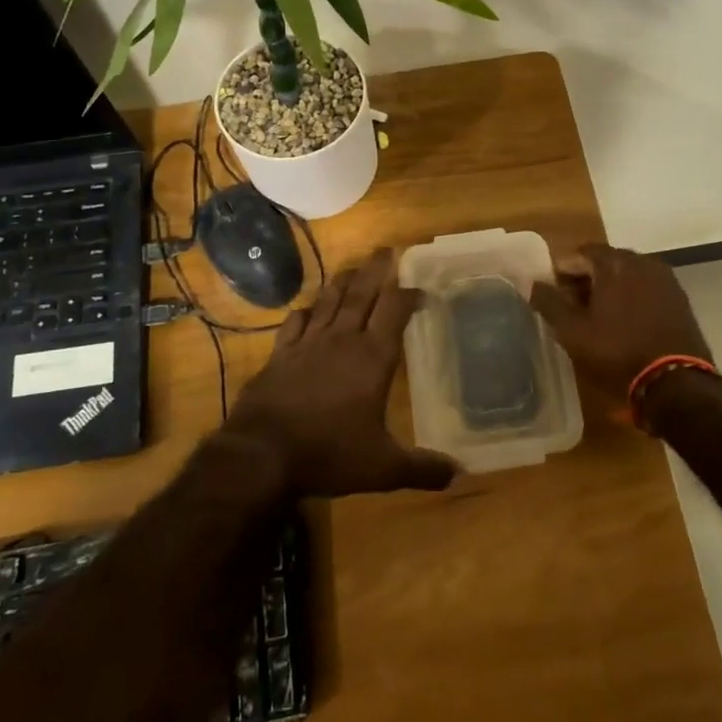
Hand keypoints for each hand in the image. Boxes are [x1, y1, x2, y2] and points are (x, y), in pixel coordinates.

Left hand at [229, 249, 457, 497]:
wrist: (261, 454)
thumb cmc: (329, 453)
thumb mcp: (383, 468)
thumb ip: (422, 468)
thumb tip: (460, 473)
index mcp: (373, 358)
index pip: (395, 311)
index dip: (409, 294)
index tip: (421, 287)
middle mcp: (342, 340)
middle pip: (363, 293)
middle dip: (377, 269)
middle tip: (387, 248)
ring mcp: (307, 344)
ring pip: (329, 301)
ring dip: (343, 281)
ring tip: (353, 267)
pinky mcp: (280, 354)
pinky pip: (295, 323)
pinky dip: (305, 311)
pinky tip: (308, 309)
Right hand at [530, 244, 712, 406]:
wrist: (675, 383)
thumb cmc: (617, 352)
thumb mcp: (572, 331)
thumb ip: (549, 303)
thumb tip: (534, 284)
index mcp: (614, 262)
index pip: (580, 253)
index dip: (562, 271)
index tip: (553, 293)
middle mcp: (642, 261)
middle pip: (605, 262)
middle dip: (586, 279)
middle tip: (572, 306)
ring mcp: (665, 279)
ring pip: (628, 275)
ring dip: (609, 289)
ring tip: (597, 317)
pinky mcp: (680, 299)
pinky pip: (647, 289)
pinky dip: (631, 298)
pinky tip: (624, 323)